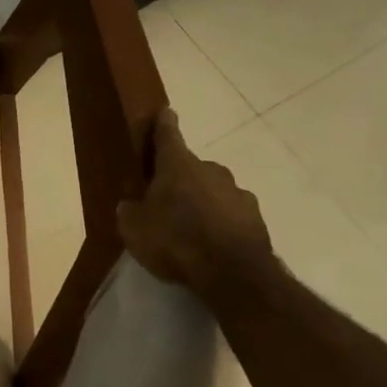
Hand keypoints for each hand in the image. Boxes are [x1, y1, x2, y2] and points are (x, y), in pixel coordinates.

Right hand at [117, 108, 274, 295]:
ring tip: (189, 228)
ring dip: (201, 202)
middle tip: (165, 200)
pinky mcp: (256, 218)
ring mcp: (238, 193)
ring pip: (213, 191)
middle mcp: (211, 170)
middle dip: (179, 178)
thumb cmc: (175, 241)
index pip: (168, 135)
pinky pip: (230, 214)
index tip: (165, 111)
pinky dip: (220, 222)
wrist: (233, 275)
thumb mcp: (134, 229)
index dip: (163, 124)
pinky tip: (211, 244)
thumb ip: (130, 211)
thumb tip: (132, 204)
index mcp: (177, 165)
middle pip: (191, 167)